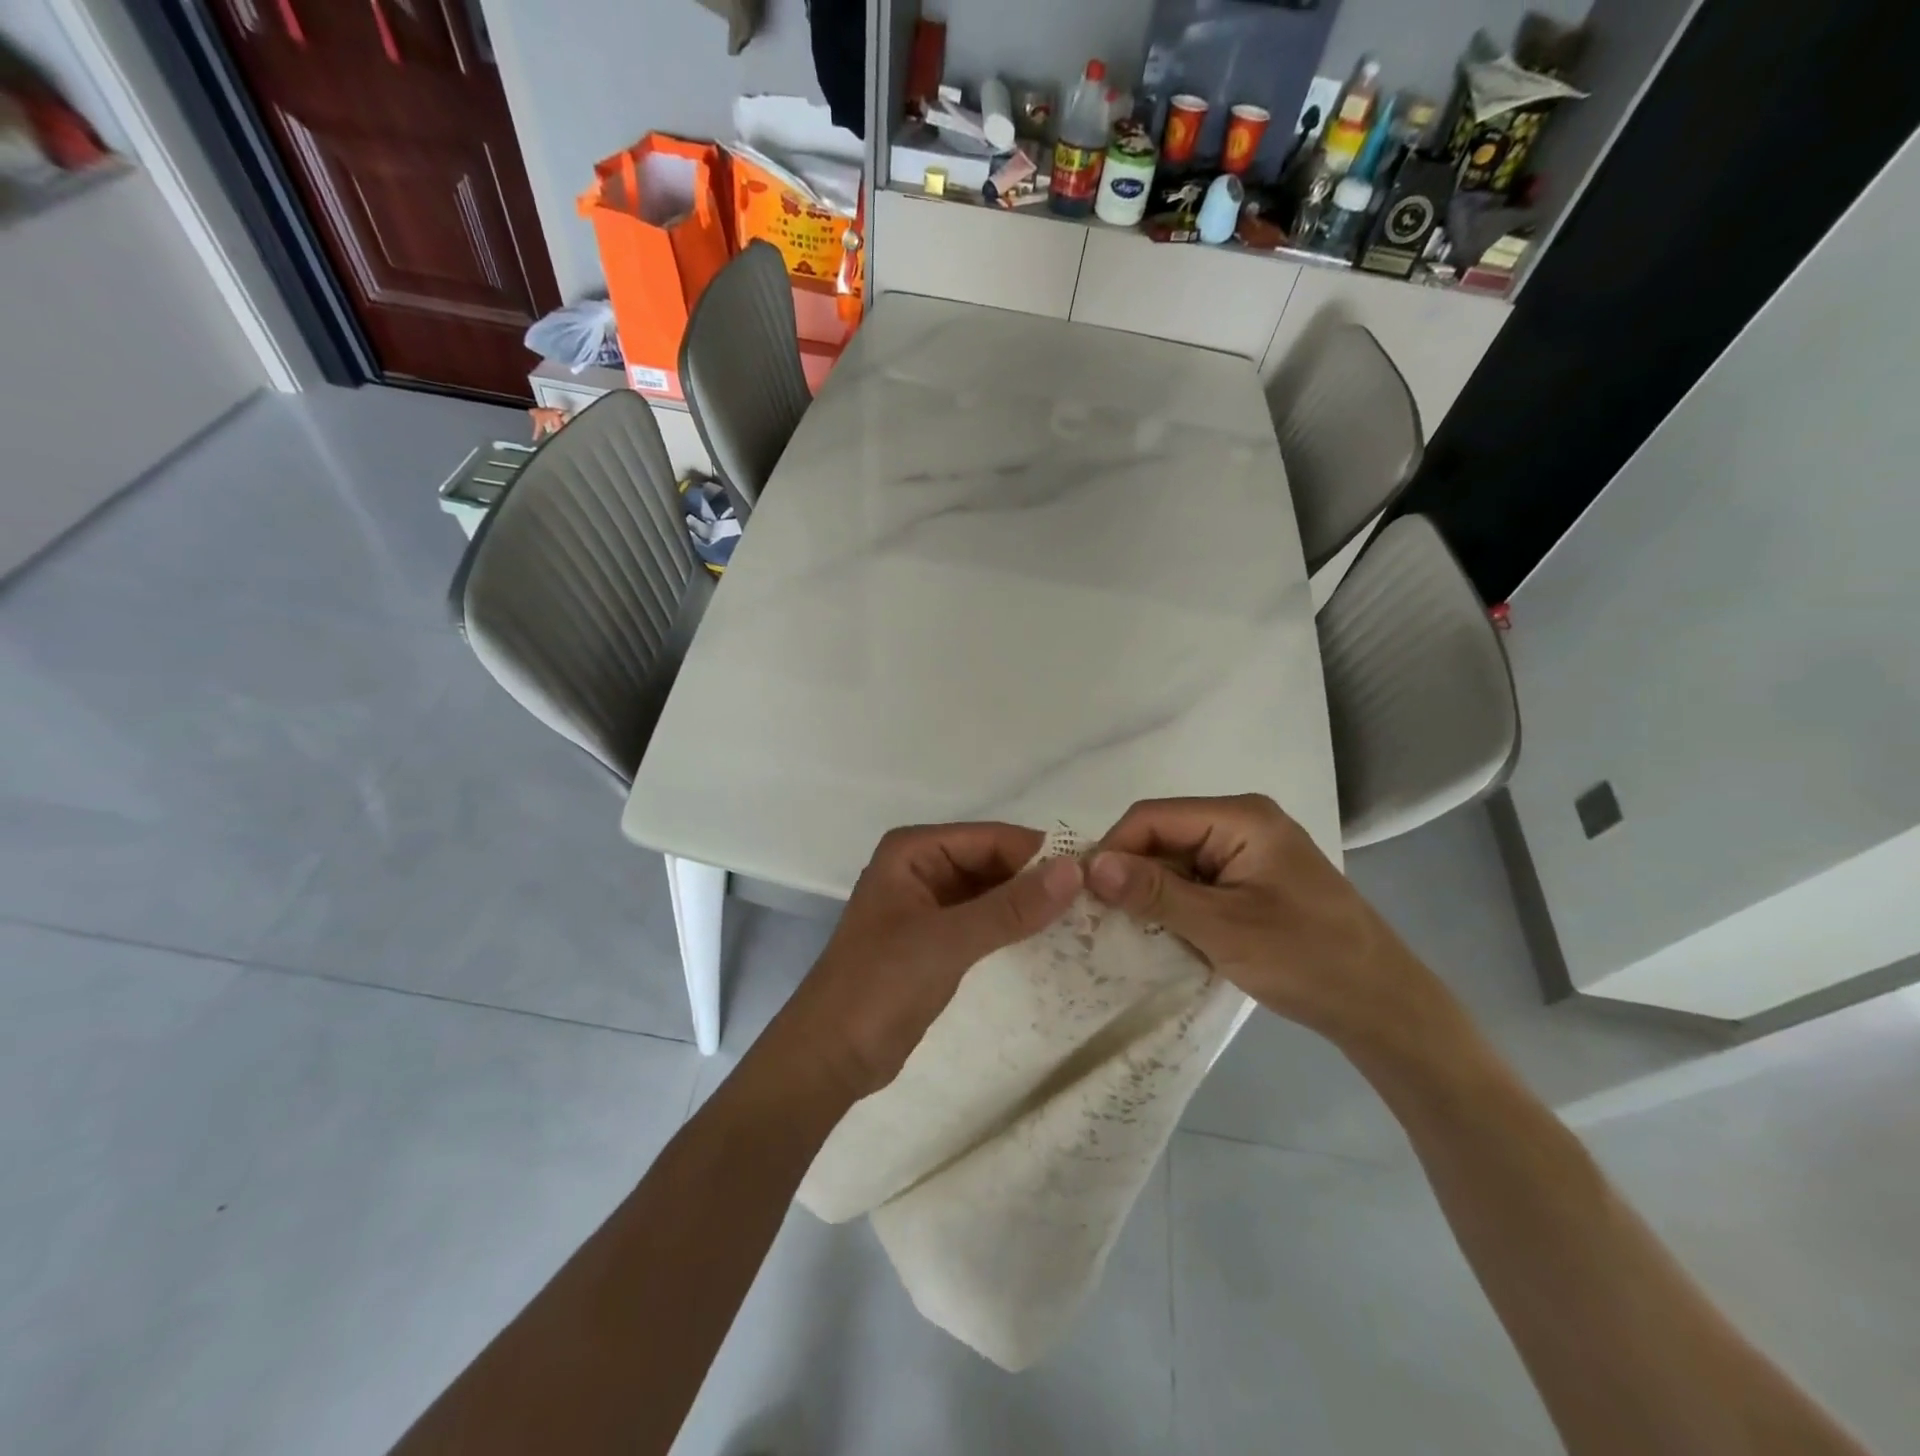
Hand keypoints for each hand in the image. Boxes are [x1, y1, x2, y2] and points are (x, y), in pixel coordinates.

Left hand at [776, 823, 1081, 1099]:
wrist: (829, 1056)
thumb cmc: (878, 986)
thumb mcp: (947, 941)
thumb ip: (1010, 907)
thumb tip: (1074, 870)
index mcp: (914, 851)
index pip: (991, 838)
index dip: (1041, 854)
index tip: (1096, 874)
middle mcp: (921, 868)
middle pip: (992, 862)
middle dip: (1037, 880)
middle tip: (1097, 902)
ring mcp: (928, 905)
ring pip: (991, 893)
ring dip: (1028, 906)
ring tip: (1086, 921)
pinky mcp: (935, 939)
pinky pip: (983, 921)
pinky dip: (1012, 929)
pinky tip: (1051, 942)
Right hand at [1085, 794, 1458, 1054]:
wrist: (1383, 1007)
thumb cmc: (1307, 960)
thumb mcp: (1223, 928)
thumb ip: (1156, 893)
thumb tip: (1091, 866)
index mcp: (1241, 817)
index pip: (1153, 817)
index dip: (1114, 849)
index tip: (1084, 893)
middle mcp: (1241, 822)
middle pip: (1163, 835)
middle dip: (1130, 873)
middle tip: (1099, 917)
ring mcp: (1247, 851)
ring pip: (1175, 860)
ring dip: (1150, 892)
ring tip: (1122, 929)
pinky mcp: (1250, 879)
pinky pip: (1195, 880)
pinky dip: (1173, 904)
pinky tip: (1159, 932)